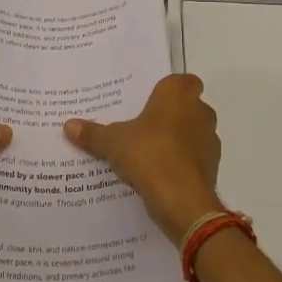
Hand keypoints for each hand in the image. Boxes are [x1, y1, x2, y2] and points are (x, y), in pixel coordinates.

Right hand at [65, 74, 222, 241]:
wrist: (182, 200)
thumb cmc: (149, 154)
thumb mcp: (113, 142)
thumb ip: (93, 133)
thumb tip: (68, 125)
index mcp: (178, 95)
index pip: (183, 81)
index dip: (169, 90)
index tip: (150, 101)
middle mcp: (200, 111)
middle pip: (188, 107)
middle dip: (171, 116)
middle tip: (144, 126)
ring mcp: (210, 141)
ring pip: (193, 134)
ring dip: (178, 141)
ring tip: (149, 153)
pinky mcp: (213, 168)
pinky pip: (194, 159)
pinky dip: (182, 164)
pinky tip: (160, 175)